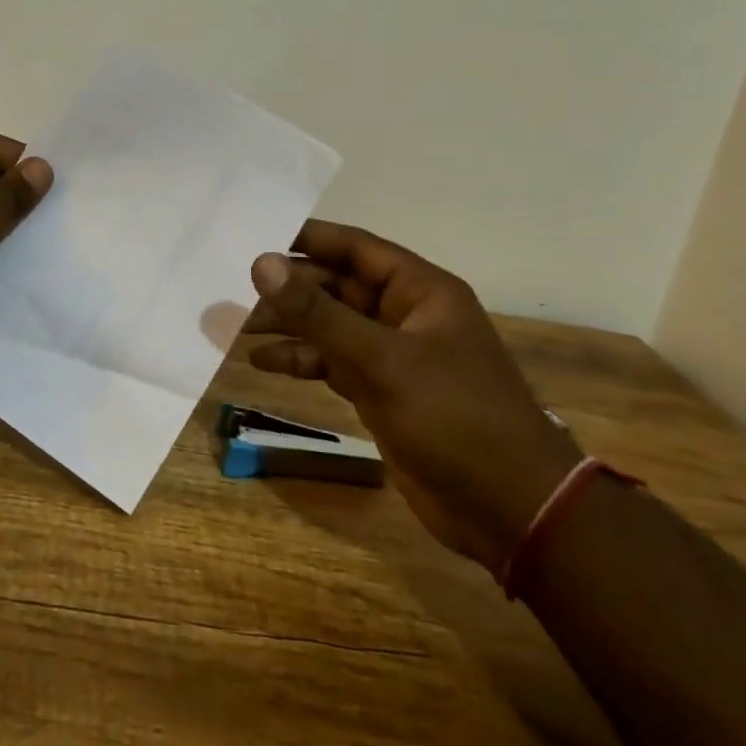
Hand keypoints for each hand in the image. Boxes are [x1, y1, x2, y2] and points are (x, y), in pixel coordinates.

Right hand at [245, 221, 580, 575]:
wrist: (510, 511)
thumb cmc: (454, 418)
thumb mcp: (381, 360)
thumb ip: (318, 313)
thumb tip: (261, 263)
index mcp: (420, 290)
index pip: (354, 248)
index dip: (307, 238)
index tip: (256, 235)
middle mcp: (406, 315)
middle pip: (337, 287)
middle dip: (290, 290)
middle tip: (235, 292)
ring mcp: (394, 356)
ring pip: (332, 326)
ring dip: (290, 326)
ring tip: (238, 327)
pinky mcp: (383, 392)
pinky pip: (334, 363)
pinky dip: (302, 360)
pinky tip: (263, 362)